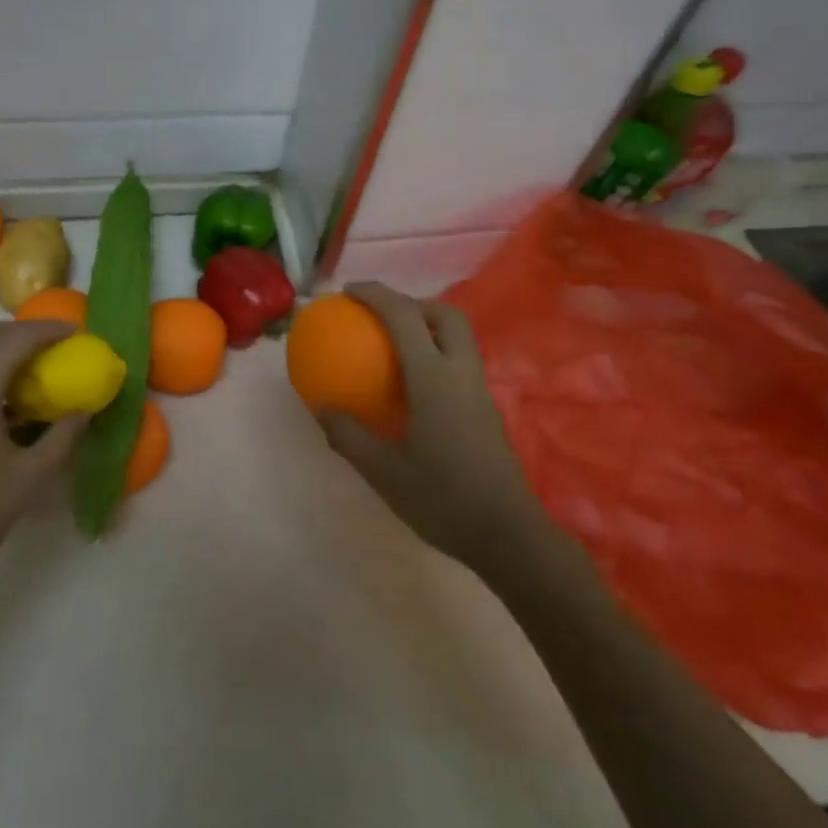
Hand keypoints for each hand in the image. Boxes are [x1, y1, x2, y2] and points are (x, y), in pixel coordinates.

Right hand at [320, 282, 538, 571]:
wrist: (507, 534)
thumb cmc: (442, 499)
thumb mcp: (383, 471)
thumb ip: (348, 436)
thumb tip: (320, 408)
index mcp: (434, 379)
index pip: (404, 317)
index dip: (376, 295)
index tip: (347, 292)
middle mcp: (462, 375)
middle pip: (446, 316)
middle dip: (413, 302)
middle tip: (381, 316)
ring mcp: (480, 392)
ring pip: (460, 339)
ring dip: (428, 328)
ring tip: (394, 346)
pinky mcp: (487, 411)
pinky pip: (460, 364)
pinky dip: (436, 356)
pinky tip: (414, 389)